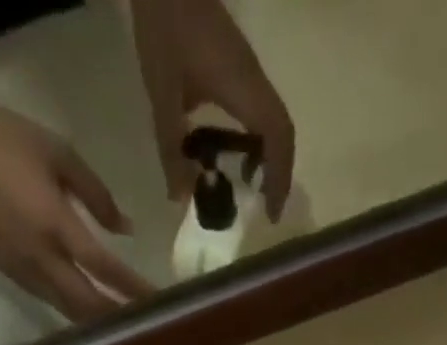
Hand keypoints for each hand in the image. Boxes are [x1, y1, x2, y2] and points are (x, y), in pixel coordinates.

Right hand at [0, 86, 154, 321]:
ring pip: (66, 310)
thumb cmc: (5, 137)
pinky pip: (47, 300)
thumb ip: (97, 194)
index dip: (132, 288)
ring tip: (123, 328)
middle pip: (87, 303)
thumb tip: (126, 228)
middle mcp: (39, 256)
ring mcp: (20, 269)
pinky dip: (72, 311)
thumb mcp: (59, 153)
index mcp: (54, 223)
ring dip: (96, 322)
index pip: (103, 267)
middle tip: (146, 327)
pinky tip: (88, 313)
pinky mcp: (6, 272)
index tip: (158, 301)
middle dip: (117, 317)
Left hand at [131, 0, 295, 219]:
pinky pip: (259, 110)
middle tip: (265, 206)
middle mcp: (255, 81)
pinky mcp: (239, 66)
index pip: (278, 138)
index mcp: (244, 89)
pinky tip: (235, 154)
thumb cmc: (166, 28)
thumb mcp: (163, 94)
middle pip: (283, 132)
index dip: (279, 178)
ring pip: (273, 121)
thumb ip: (171, 147)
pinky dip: (256, 139)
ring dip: (268, 156)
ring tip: (251, 187)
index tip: (271, 212)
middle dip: (279, 173)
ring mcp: (249, 71)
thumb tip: (181, 198)